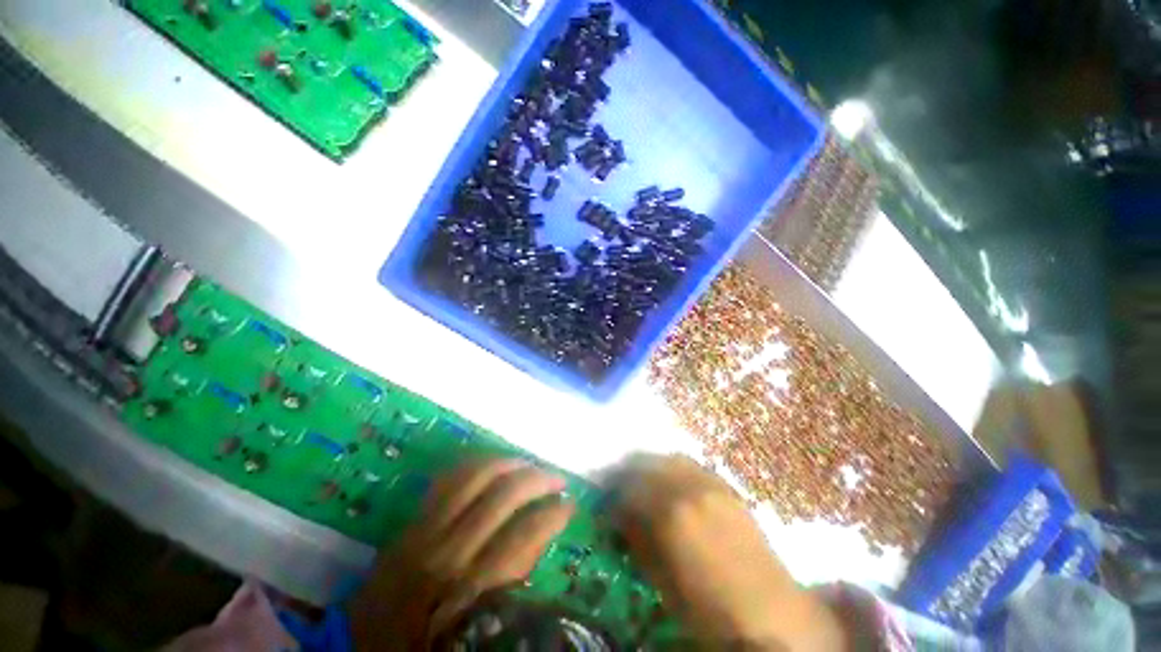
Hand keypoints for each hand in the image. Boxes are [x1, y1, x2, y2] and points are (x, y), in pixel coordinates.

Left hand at [349, 458, 573, 650]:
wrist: (358, 648)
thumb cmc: (426, 646)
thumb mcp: (479, 625)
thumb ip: (512, 580)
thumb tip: (544, 532)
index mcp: (468, 591)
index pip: (525, 535)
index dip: (554, 514)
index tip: (571, 506)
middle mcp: (447, 551)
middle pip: (503, 495)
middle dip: (539, 479)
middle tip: (558, 479)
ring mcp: (425, 529)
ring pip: (476, 474)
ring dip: (511, 463)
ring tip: (530, 464)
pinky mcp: (411, 519)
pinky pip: (449, 476)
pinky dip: (477, 463)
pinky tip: (494, 463)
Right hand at [613, 455, 846, 650]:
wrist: (769, 613)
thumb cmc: (709, 607)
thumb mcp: (662, 579)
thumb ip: (638, 540)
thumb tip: (620, 517)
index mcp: (670, 513)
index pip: (629, 489)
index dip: (613, 495)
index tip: (606, 503)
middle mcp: (689, 487)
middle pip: (648, 463)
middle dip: (629, 472)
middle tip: (620, 484)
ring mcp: (711, 483)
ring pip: (671, 458)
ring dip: (652, 465)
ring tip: (645, 479)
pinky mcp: (727, 487)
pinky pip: (693, 465)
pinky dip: (676, 468)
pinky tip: (673, 482)